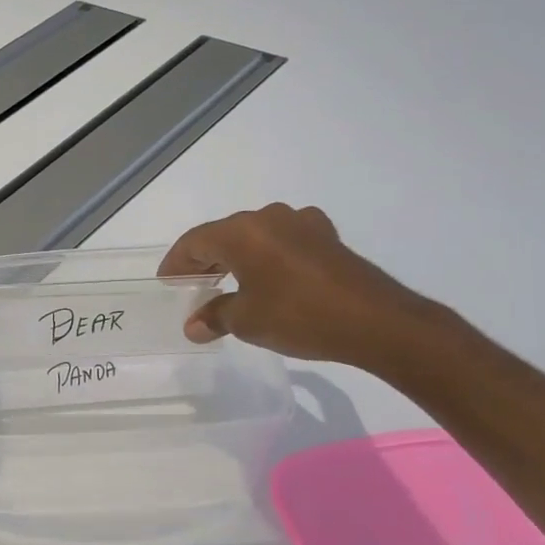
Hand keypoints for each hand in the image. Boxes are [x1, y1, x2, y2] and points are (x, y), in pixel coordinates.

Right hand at [158, 204, 434, 366]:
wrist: (377, 322)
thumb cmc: (299, 316)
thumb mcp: (247, 321)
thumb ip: (215, 317)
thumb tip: (193, 326)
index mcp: (241, 232)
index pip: (194, 242)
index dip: (176, 263)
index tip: (166, 283)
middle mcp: (268, 218)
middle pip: (223, 235)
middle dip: (204, 260)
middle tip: (192, 285)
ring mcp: (301, 223)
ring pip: (254, 236)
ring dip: (236, 257)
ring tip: (227, 283)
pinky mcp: (327, 237)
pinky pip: (284, 240)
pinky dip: (267, 256)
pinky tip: (270, 276)